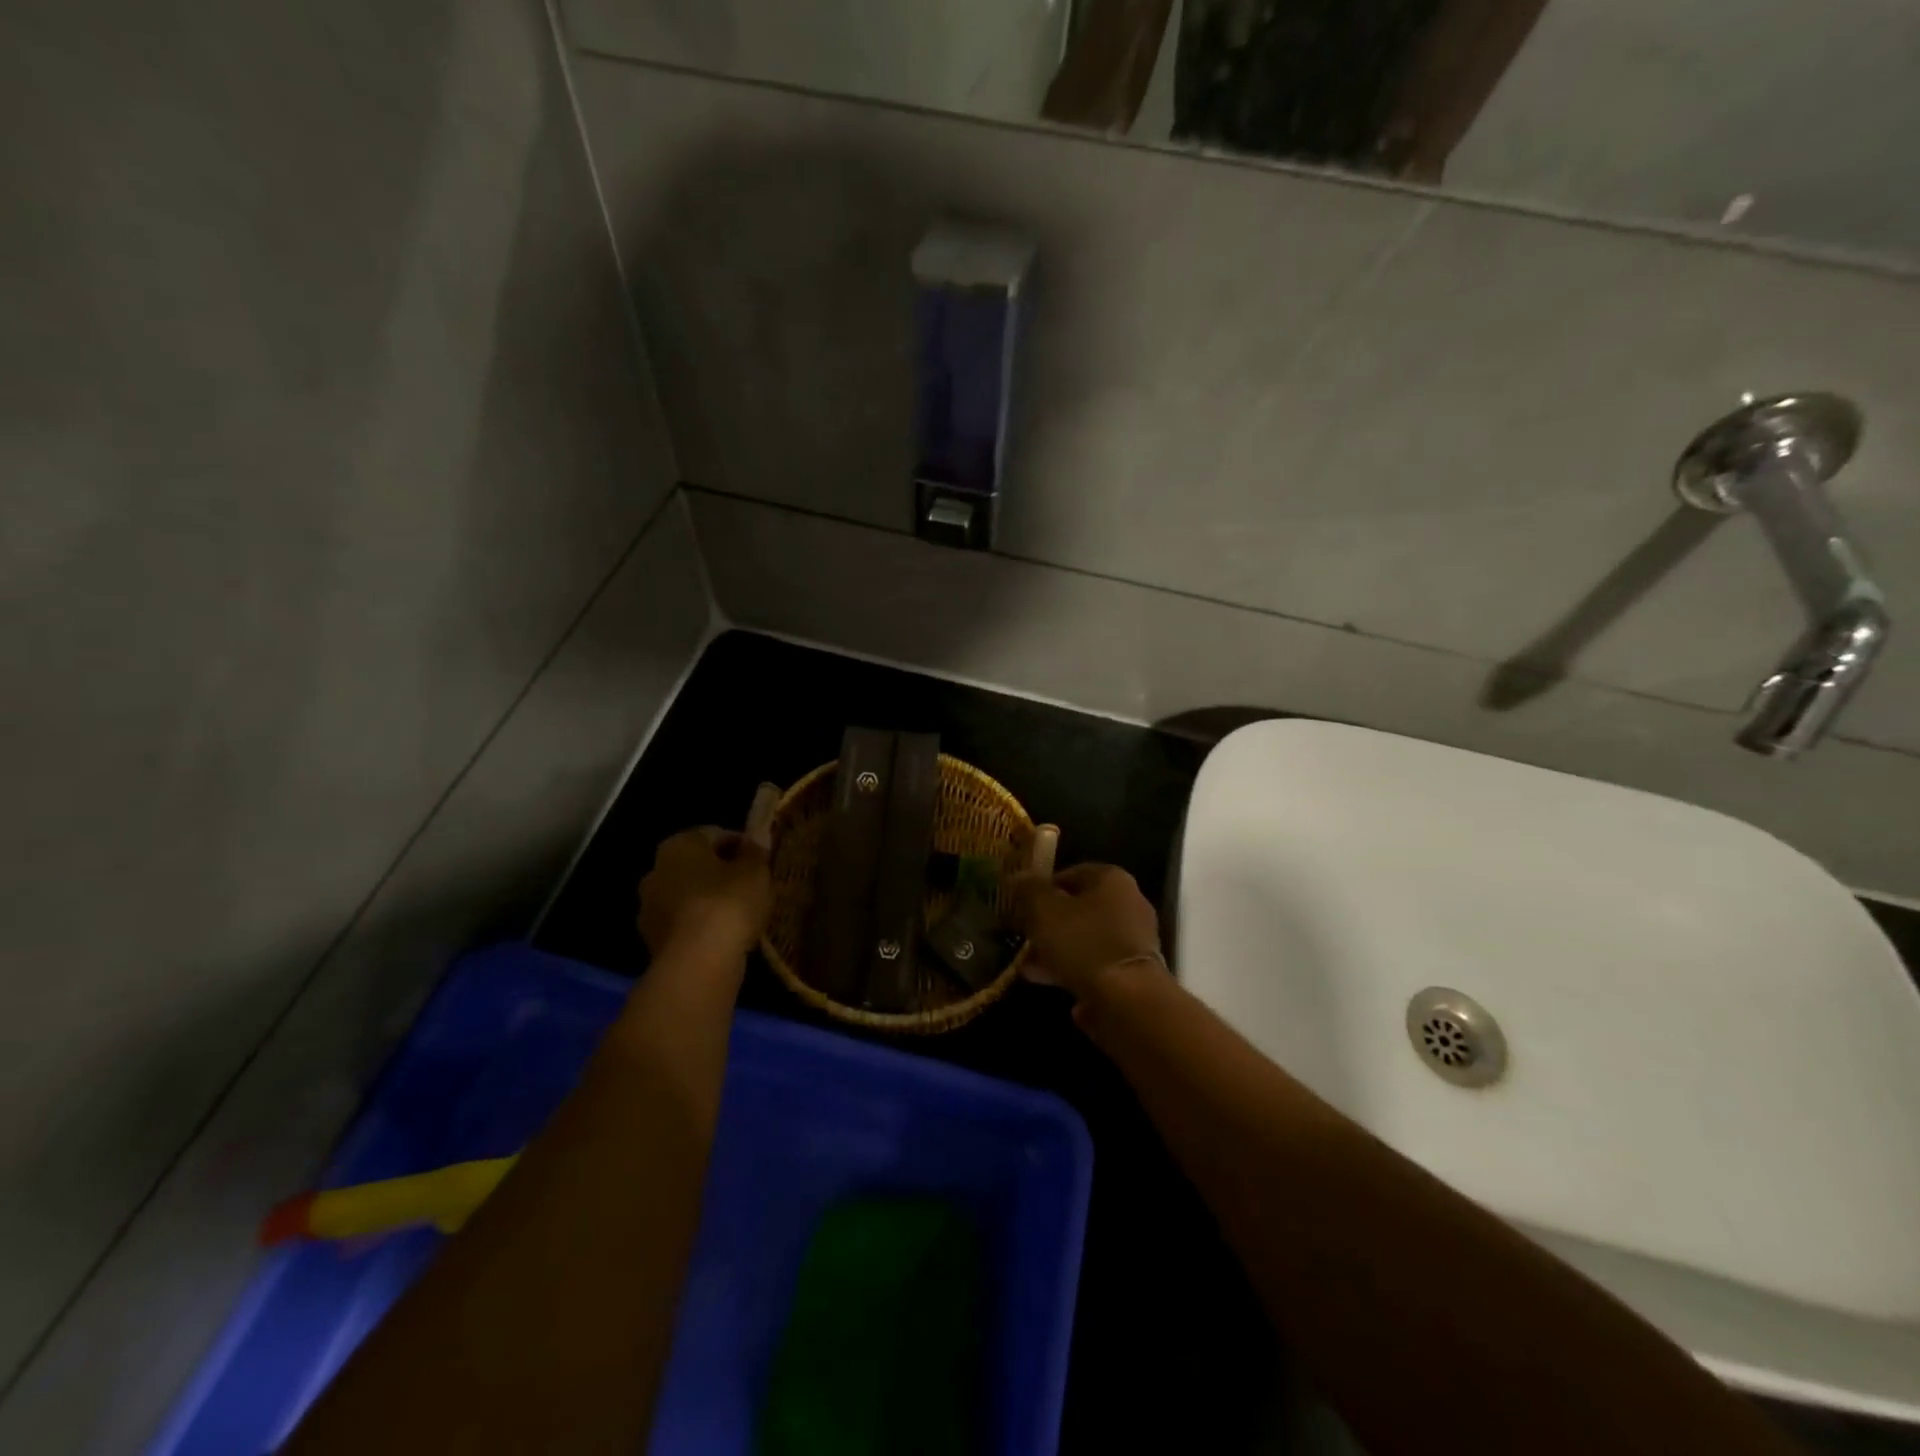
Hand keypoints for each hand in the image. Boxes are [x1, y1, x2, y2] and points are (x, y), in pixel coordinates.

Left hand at [638, 829, 772, 960]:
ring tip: (742, 916)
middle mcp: (656, 871)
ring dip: (710, 902)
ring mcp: (650, 909)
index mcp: (678, 845)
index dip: (742, 845)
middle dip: (722, 874)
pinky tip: (726, 937)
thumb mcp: (756, 871)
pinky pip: (685, 925)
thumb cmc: (728, 904)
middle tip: (752, 887)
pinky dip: (702, 927)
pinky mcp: (653, 941)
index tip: (761, 861)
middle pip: (697, 866)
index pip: (715, 835)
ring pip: (689, 897)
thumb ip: (756, 852)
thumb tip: (754, 842)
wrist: (697, 964)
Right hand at [1011, 863, 1162, 1000]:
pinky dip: (1077, 973)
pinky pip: (1098, 966)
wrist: (1129, 1000)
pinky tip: (1051, 985)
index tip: (1020, 906)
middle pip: (1080, 909)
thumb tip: (1017, 877)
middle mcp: (1130, 903)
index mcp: (1111, 879)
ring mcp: (1136, 940)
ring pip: (1087, 940)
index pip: (1071, 873)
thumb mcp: (1044, 911)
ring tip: (1031, 969)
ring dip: (1059, 952)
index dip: (1042, 888)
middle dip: (1049, 925)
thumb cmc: (1083, 943)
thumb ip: (1029, 890)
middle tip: (1024, 938)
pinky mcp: (1136, 972)